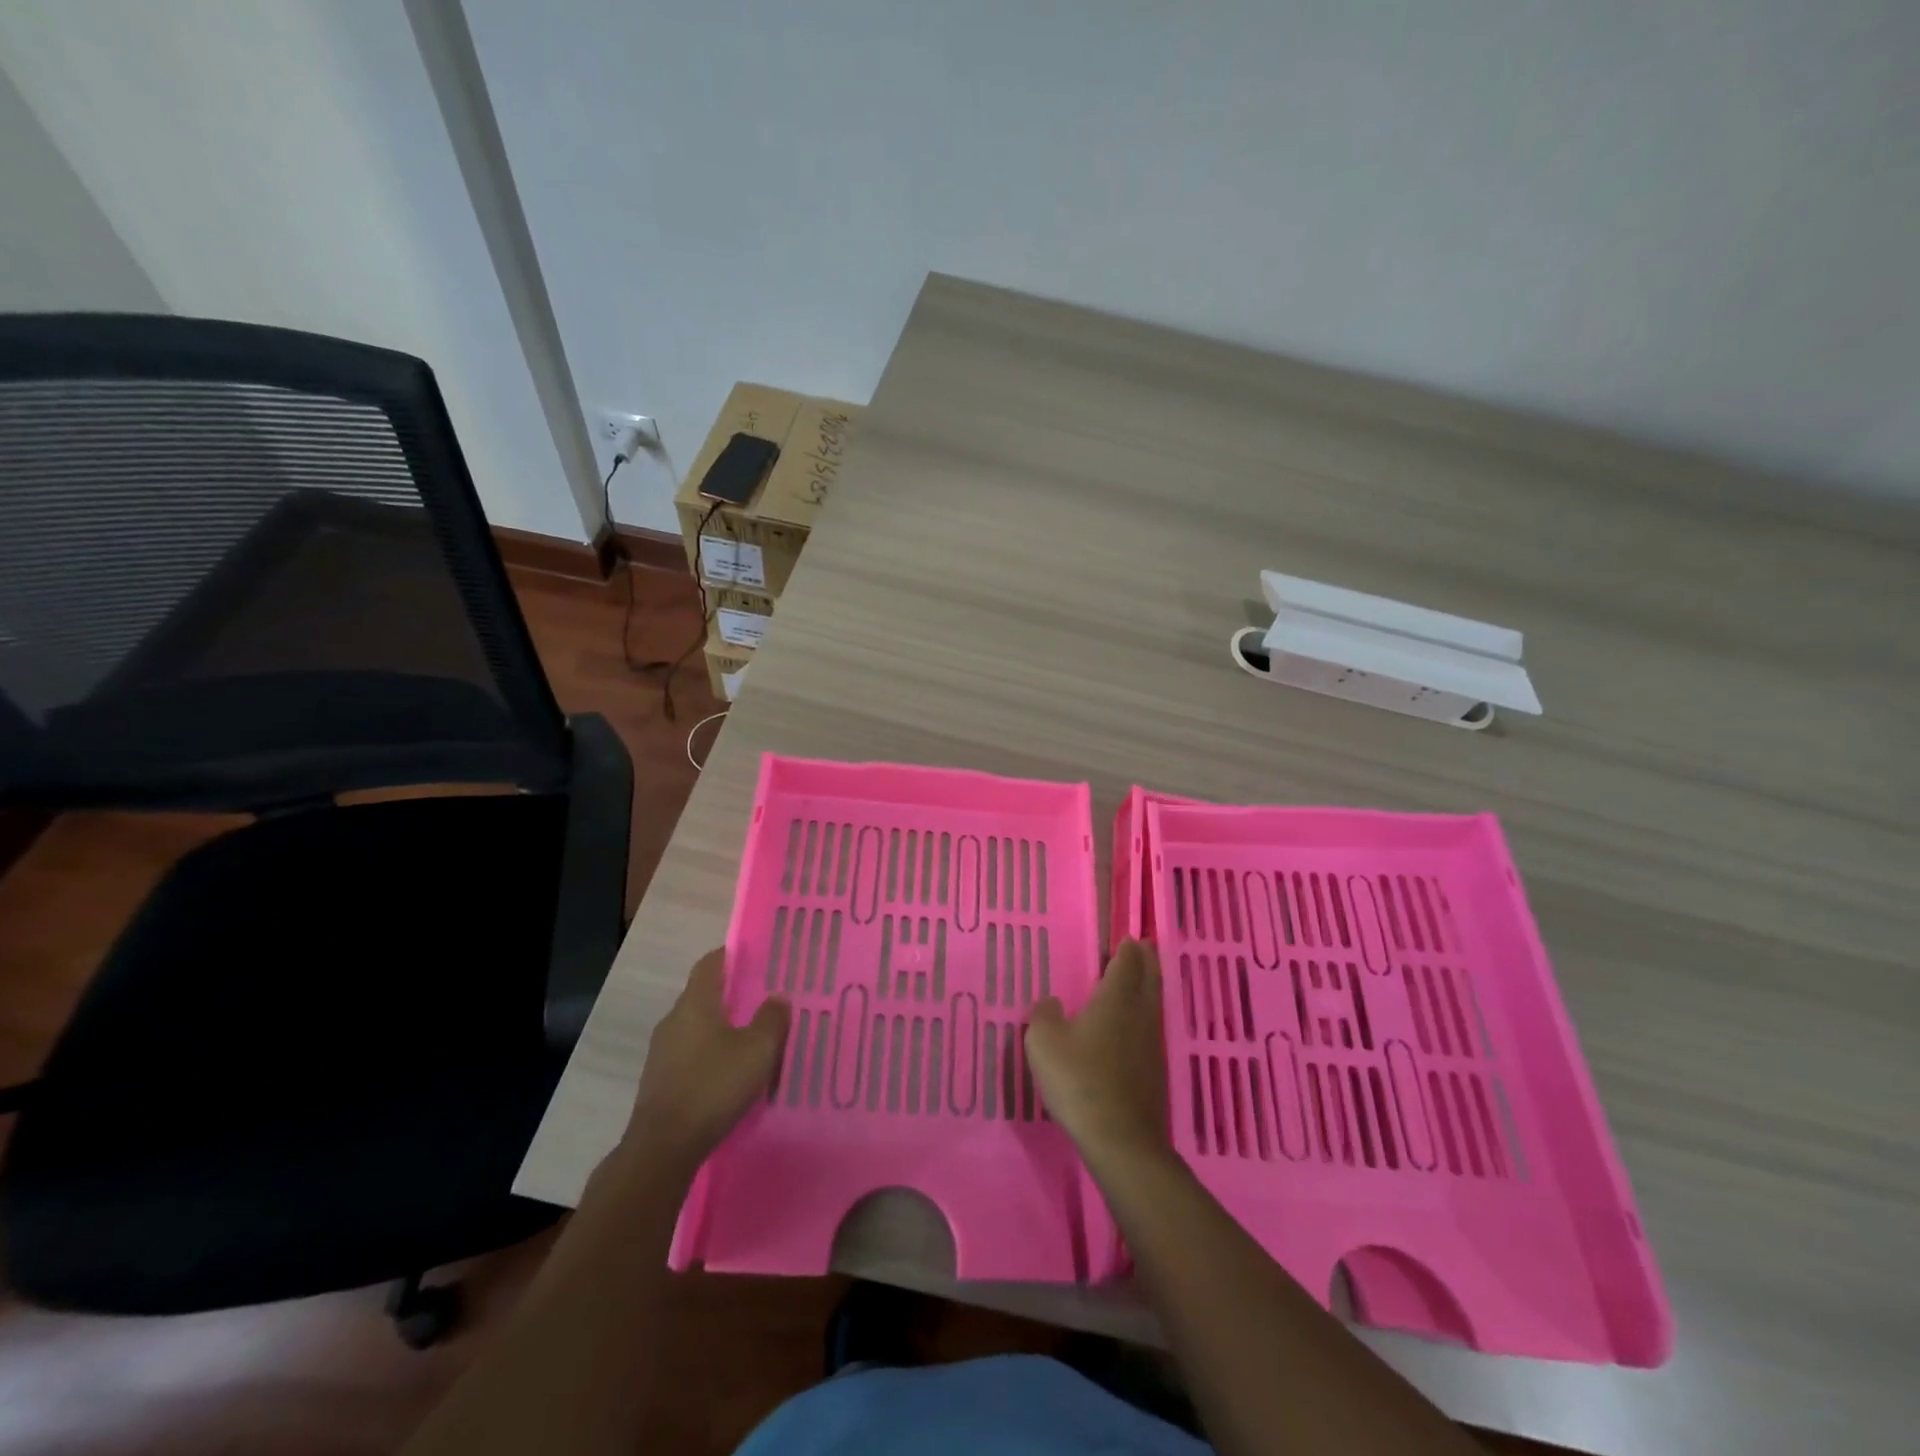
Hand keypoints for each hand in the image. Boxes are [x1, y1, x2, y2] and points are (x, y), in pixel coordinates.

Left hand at [623, 950, 789, 1170]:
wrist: (663, 1147)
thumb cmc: (713, 1085)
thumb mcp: (757, 1050)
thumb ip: (771, 1019)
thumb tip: (777, 997)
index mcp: (695, 1003)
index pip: (710, 964)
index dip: (731, 955)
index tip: (755, 957)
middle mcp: (673, 1020)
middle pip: (703, 995)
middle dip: (731, 995)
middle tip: (762, 999)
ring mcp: (662, 1052)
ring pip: (696, 1027)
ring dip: (721, 1028)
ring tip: (751, 1037)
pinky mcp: (659, 1081)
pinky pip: (690, 1054)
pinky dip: (710, 1054)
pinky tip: (730, 1072)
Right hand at [1025, 939, 1169, 1168]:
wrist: (1120, 1138)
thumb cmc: (1079, 1081)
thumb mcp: (1044, 1043)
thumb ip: (1044, 1016)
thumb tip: (1051, 1002)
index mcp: (1115, 1000)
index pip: (1126, 965)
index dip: (1128, 951)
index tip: (1130, 938)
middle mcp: (1139, 1015)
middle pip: (1149, 980)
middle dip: (1147, 961)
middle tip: (1146, 947)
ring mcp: (1151, 1044)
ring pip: (1154, 1004)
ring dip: (1151, 986)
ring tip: (1144, 978)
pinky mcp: (1155, 1071)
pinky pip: (1151, 1029)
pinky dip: (1146, 1016)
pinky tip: (1136, 1026)